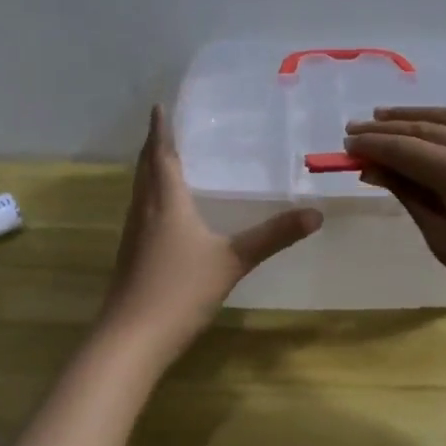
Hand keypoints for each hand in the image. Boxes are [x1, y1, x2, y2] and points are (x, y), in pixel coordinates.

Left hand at [100, 105, 321, 362]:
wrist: (131, 339)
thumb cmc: (180, 290)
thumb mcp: (232, 260)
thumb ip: (273, 236)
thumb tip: (315, 213)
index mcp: (166, 202)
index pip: (161, 155)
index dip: (160, 130)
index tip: (159, 105)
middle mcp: (144, 210)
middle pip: (145, 168)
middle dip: (154, 145)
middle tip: (163, 125)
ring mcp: (133, 234)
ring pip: (139, 190)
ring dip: (149, 169)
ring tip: (163, 159)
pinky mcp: (130, 256)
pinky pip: (140, 210)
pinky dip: (149, 195)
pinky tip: (162, 210)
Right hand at [344, 108, 445, 346]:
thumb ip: (412, 198)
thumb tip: (376, 169)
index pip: (408, 150)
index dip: (374, 145)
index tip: (347, 144)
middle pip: (430, 128)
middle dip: (390, 127)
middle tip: (358, 128)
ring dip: (421, 116)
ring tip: (389, 117)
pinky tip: (443, 127)